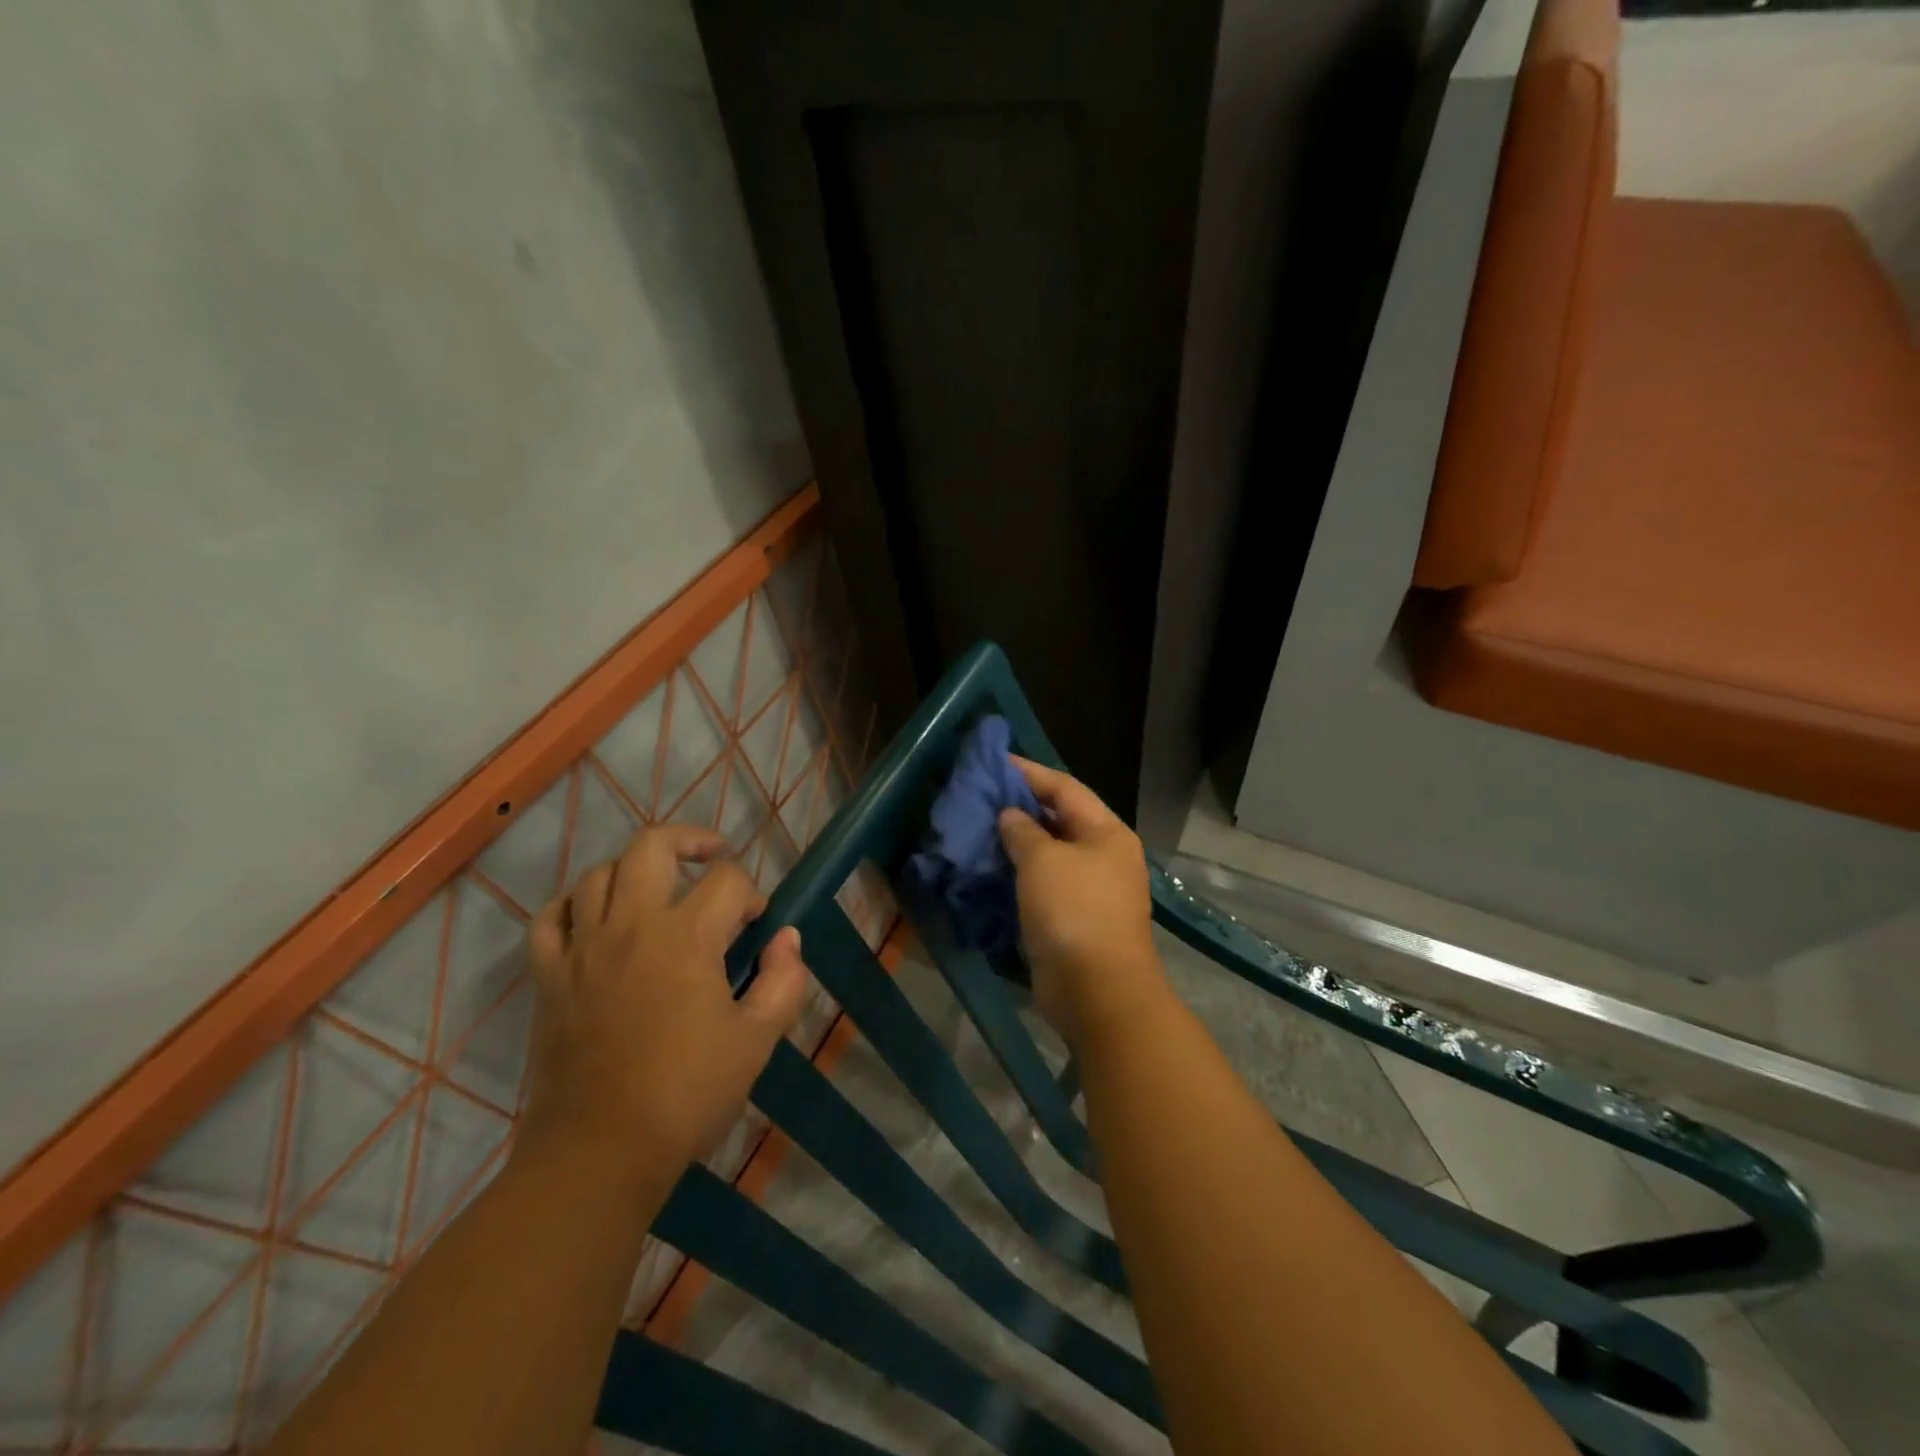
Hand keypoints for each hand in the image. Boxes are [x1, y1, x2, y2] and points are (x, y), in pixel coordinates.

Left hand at [520, 825, 810, 1178]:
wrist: (600, 1153)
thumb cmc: (687, 1094)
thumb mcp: (757, 1040)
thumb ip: (784, 981)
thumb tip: (787, 939)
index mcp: (686, 937)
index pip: (727, 881)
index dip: (751, 895)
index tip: (757, 927)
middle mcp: (631, 925)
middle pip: (653, 845)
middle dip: (691, 841)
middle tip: (713, 858)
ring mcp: (582, 948)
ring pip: (599, 872)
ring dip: (634, 869)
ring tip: (657, 889)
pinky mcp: (549, 976)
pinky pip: (552, 918)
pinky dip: (574, 905)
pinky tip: (595, 917)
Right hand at [997, 759, 1167, 1051]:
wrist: (1097, 992)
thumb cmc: (1073, 913)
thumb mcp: (1043, 861)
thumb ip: (1023, 830)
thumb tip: (1010, 815)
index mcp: (1106, 832)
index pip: (1064, 787)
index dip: (1028, 772)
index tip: (992, 762)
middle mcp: (1104, 855)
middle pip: (1059, 819)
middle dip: (1020, 807)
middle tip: (979, 797)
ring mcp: (1092, 889)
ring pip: (1050, 854)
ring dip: (1017, 843)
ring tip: (978, 830)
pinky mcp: (1075, 919)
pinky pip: (1044, 884)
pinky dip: (1019, 875)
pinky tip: (990, 870)